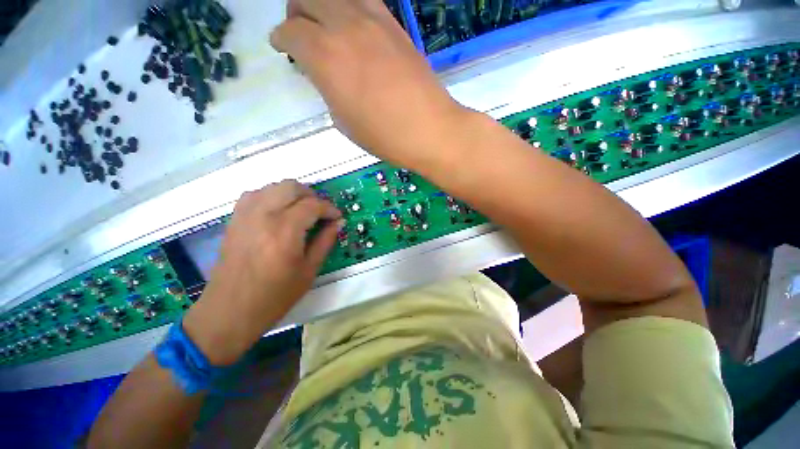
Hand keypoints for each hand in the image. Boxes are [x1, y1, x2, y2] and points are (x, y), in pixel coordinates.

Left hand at [182, 181, 342, 364]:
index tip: (337, 217)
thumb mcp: (309, 270)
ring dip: (292, 194)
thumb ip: (325, 241)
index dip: (330, 209)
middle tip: (320, 212)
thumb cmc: (275, 296)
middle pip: (292, 187)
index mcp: (285, 231)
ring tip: (302, 211)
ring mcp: (245, 215)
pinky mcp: (234, 220)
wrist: (230, 311)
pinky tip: (279, 211)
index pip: (313, 205)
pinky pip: (255, 194)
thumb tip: (338, 222)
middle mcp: (264, 216)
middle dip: (312, 195)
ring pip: (273, 186)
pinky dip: (272, 196)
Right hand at [270, 0, 469, 167]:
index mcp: (324, 56)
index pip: (290, 32)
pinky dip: (350, 8)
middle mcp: (344, 27)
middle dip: (296, 14)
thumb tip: (327, 75)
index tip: (283, 48)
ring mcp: (372, 20)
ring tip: (325, 25)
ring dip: (322, 5)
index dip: (281, 40)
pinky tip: (354, 26)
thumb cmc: (384, 136)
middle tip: (300, 32)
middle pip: (307, 0)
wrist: (429, 129)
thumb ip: (328, 89)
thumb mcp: (344, 122)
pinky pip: (364, 1)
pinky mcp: (394, 25)